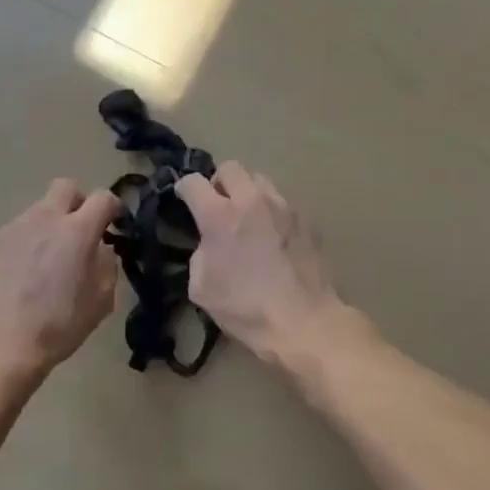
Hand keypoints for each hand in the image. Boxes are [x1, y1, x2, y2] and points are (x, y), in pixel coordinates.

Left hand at [0, 179, 121, 378]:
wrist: (3, 341)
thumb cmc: (60, 325)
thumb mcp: (102, 300)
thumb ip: (108, 264)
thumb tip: (101, 247)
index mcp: (77, 231)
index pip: (103, 198)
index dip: (113, 207)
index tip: (114, 224)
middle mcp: (46, 218)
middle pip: (66, 187)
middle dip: (79, 202)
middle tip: (81, 230)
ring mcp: (18, 226)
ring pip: (41, 208)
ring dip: (52, 222)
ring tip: (50, 256)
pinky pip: (21, 227)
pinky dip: (30, 238)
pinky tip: (27, 268)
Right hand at [176, 162, 352, 364]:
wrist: (304, 322)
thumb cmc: (245, 307)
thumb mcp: (201, 287)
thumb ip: (200, 253)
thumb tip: (210, 243)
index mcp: (219, 215)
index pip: (193, 181)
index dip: (184, 189)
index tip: (184, 200)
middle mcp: (250, 200)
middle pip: (230, 167)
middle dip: (218, 182)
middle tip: (217, 205)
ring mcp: (282, 207)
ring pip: (259, 180)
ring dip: (246, 192)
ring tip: (247, 217)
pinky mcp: (305, 220)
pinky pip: (281, 203)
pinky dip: (270, 211)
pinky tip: (271, 237)